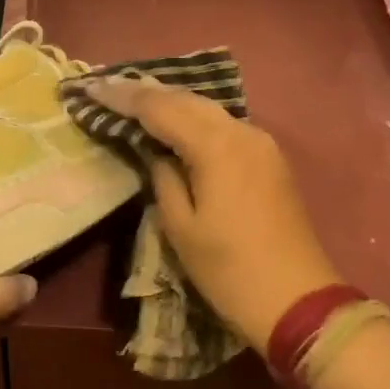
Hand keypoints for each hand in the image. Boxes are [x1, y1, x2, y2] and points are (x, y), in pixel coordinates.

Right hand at [76, 77, 340, 351]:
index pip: (160, 108)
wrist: (297, 300)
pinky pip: (223, 124)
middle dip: (145, 91)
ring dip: (170, 101)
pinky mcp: (269, 158)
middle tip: (108, 88)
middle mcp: (241, 131)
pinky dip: (193, 118)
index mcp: (216, 146)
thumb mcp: (181, 227)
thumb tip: (156, 153)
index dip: (123, 97)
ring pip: (207, 108)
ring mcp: (260, 142)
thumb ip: (163, 178)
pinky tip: (175, 120)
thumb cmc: (229, 270)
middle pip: (186, 99)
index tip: (92, 88)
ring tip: (134, 98)